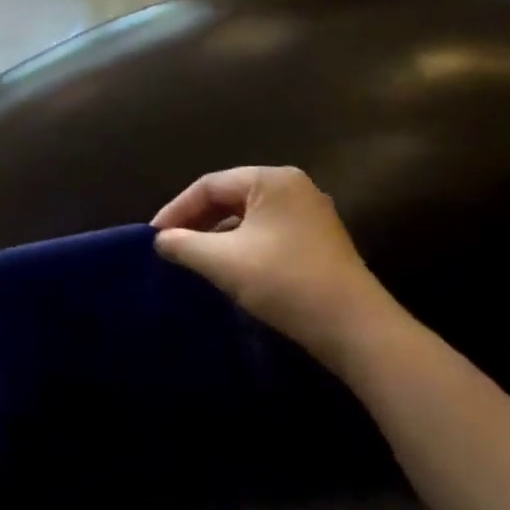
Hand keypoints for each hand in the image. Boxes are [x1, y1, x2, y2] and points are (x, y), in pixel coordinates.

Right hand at [152, 166, 403, 368]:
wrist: (355, 329)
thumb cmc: (285, 282)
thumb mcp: (223, 262)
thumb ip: (184, 245)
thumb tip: (160, 240)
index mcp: (271, 180)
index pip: (209, 185)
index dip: (176, 209)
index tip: (153, 237)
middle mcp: (293, 187)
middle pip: (230, 197)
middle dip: (197, 221)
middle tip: (170, 246)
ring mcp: (310, 214)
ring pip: (248, 216)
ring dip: (218, 235)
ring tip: (193, 258)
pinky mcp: (318, 241)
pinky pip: (267, 232)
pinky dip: (241, 245)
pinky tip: (229, 268)